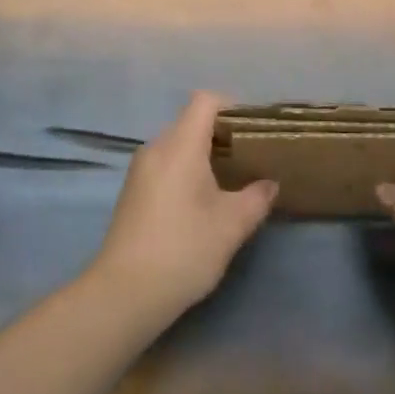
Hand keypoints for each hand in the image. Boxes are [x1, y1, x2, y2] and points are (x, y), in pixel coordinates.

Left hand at [87, 92, 277, 324]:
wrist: (125, 293)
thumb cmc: (184, 249)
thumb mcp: (232, 225)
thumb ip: (256, 198)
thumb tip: (270, 183)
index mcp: (180, 146)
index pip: (205, 101)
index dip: (232, 107)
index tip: (254, 132)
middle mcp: (156, 148)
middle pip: (191, 122)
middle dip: (222, 134)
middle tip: (250, 160)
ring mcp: (140, 170)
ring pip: (177, 145)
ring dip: (204, 155)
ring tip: (230, 182)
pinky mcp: (133, 192)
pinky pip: (165, 165)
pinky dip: (186, 171)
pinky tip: (202, 202)